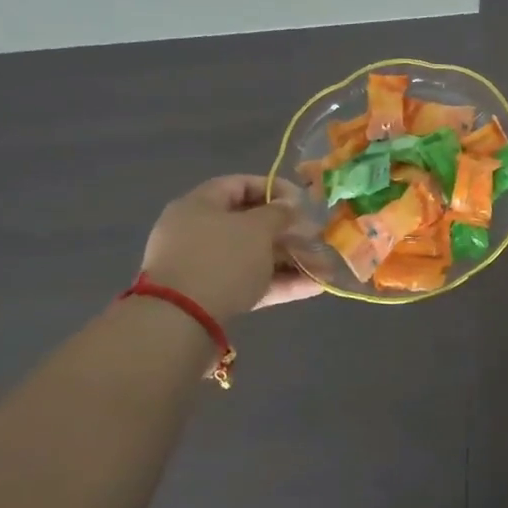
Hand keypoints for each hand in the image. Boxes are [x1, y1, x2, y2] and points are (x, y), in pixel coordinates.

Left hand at [141, 175, 319, 321]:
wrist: (181, 322)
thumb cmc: (221, 259)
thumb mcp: (257, 228)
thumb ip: (279, 213)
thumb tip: (289, 205)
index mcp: (200, 205)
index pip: (240, 185)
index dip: (275, 189)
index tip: (303, 202)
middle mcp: (199, 232)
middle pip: (251, 225)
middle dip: (290, 233)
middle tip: (319, 239)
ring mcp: (205, 267)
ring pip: (255, 256)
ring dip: (292, 261)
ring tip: (325, 269)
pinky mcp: (213, 296)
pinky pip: (251, 282)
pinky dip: (280, 282)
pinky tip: (314, 287)